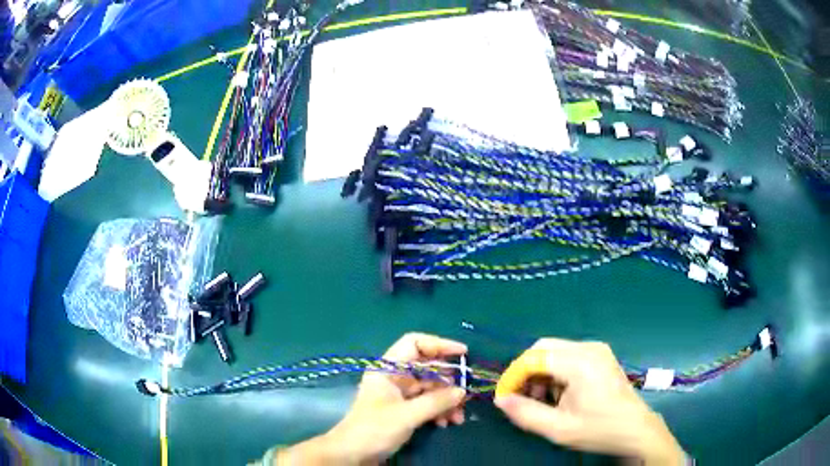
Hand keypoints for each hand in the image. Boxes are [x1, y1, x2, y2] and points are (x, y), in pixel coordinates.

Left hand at [276, 333, 466, 464]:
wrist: (352, 455)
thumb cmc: (373, 430)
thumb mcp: (406, 415)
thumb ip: (435, 402)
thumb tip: (462, 391)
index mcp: (387, 369)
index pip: (415, 344)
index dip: (439, 344)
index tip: (462, 354)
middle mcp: (394, 377)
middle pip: (427, 368)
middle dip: (448, 381)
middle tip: (465, 395)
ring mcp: (399, 394)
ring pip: (430, 387)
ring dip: (446, 400)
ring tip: (457, 417)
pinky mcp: (404, 410)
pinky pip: (427, 403)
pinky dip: (439, 410)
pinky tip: (446, 423)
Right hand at [494, 339, 685, 465]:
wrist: (635, 429)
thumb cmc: (599, 430)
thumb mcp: (558, 429)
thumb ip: (525, 413)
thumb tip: (500, 400)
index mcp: (581, 363)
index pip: (535, 357)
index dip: (514, 376)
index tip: (504, 398)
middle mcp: (589, 347)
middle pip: (543, 348)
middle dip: (526, 372)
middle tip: (520, 398)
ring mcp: (597, 349)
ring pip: (554, 351)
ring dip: (540, 373)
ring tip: (541, 401)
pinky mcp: (600, 355)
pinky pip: (567, 356)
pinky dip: (554, 372)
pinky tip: (557, 394)